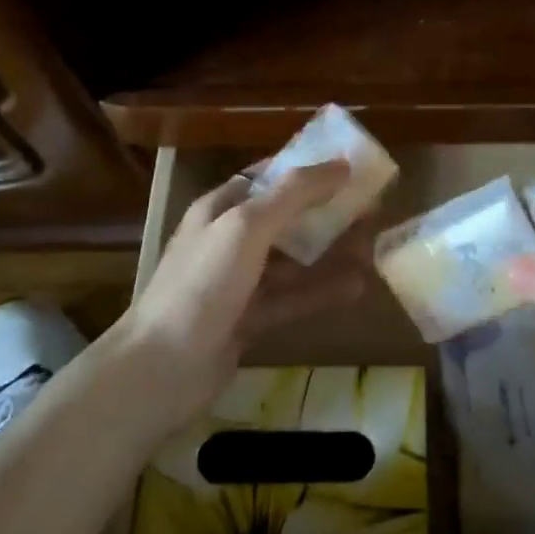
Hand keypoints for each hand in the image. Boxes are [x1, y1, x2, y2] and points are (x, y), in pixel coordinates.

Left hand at [102, 160, 362, 435]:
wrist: (161, 369)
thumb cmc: (203, 284)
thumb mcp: (247, 226)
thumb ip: (294, 194)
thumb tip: (341, 164)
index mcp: (220, 208)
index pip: (268, 177)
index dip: (307, 169)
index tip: (350, 168)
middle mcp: (228, 240)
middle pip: (285, 218)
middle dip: (326, 213)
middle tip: (372, 210)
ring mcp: (238, 282)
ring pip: (292, 260)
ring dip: (329, 253)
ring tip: (372, 248)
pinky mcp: (247, 320)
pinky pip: (291, 298)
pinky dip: (320, 291)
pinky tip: (356, 288)